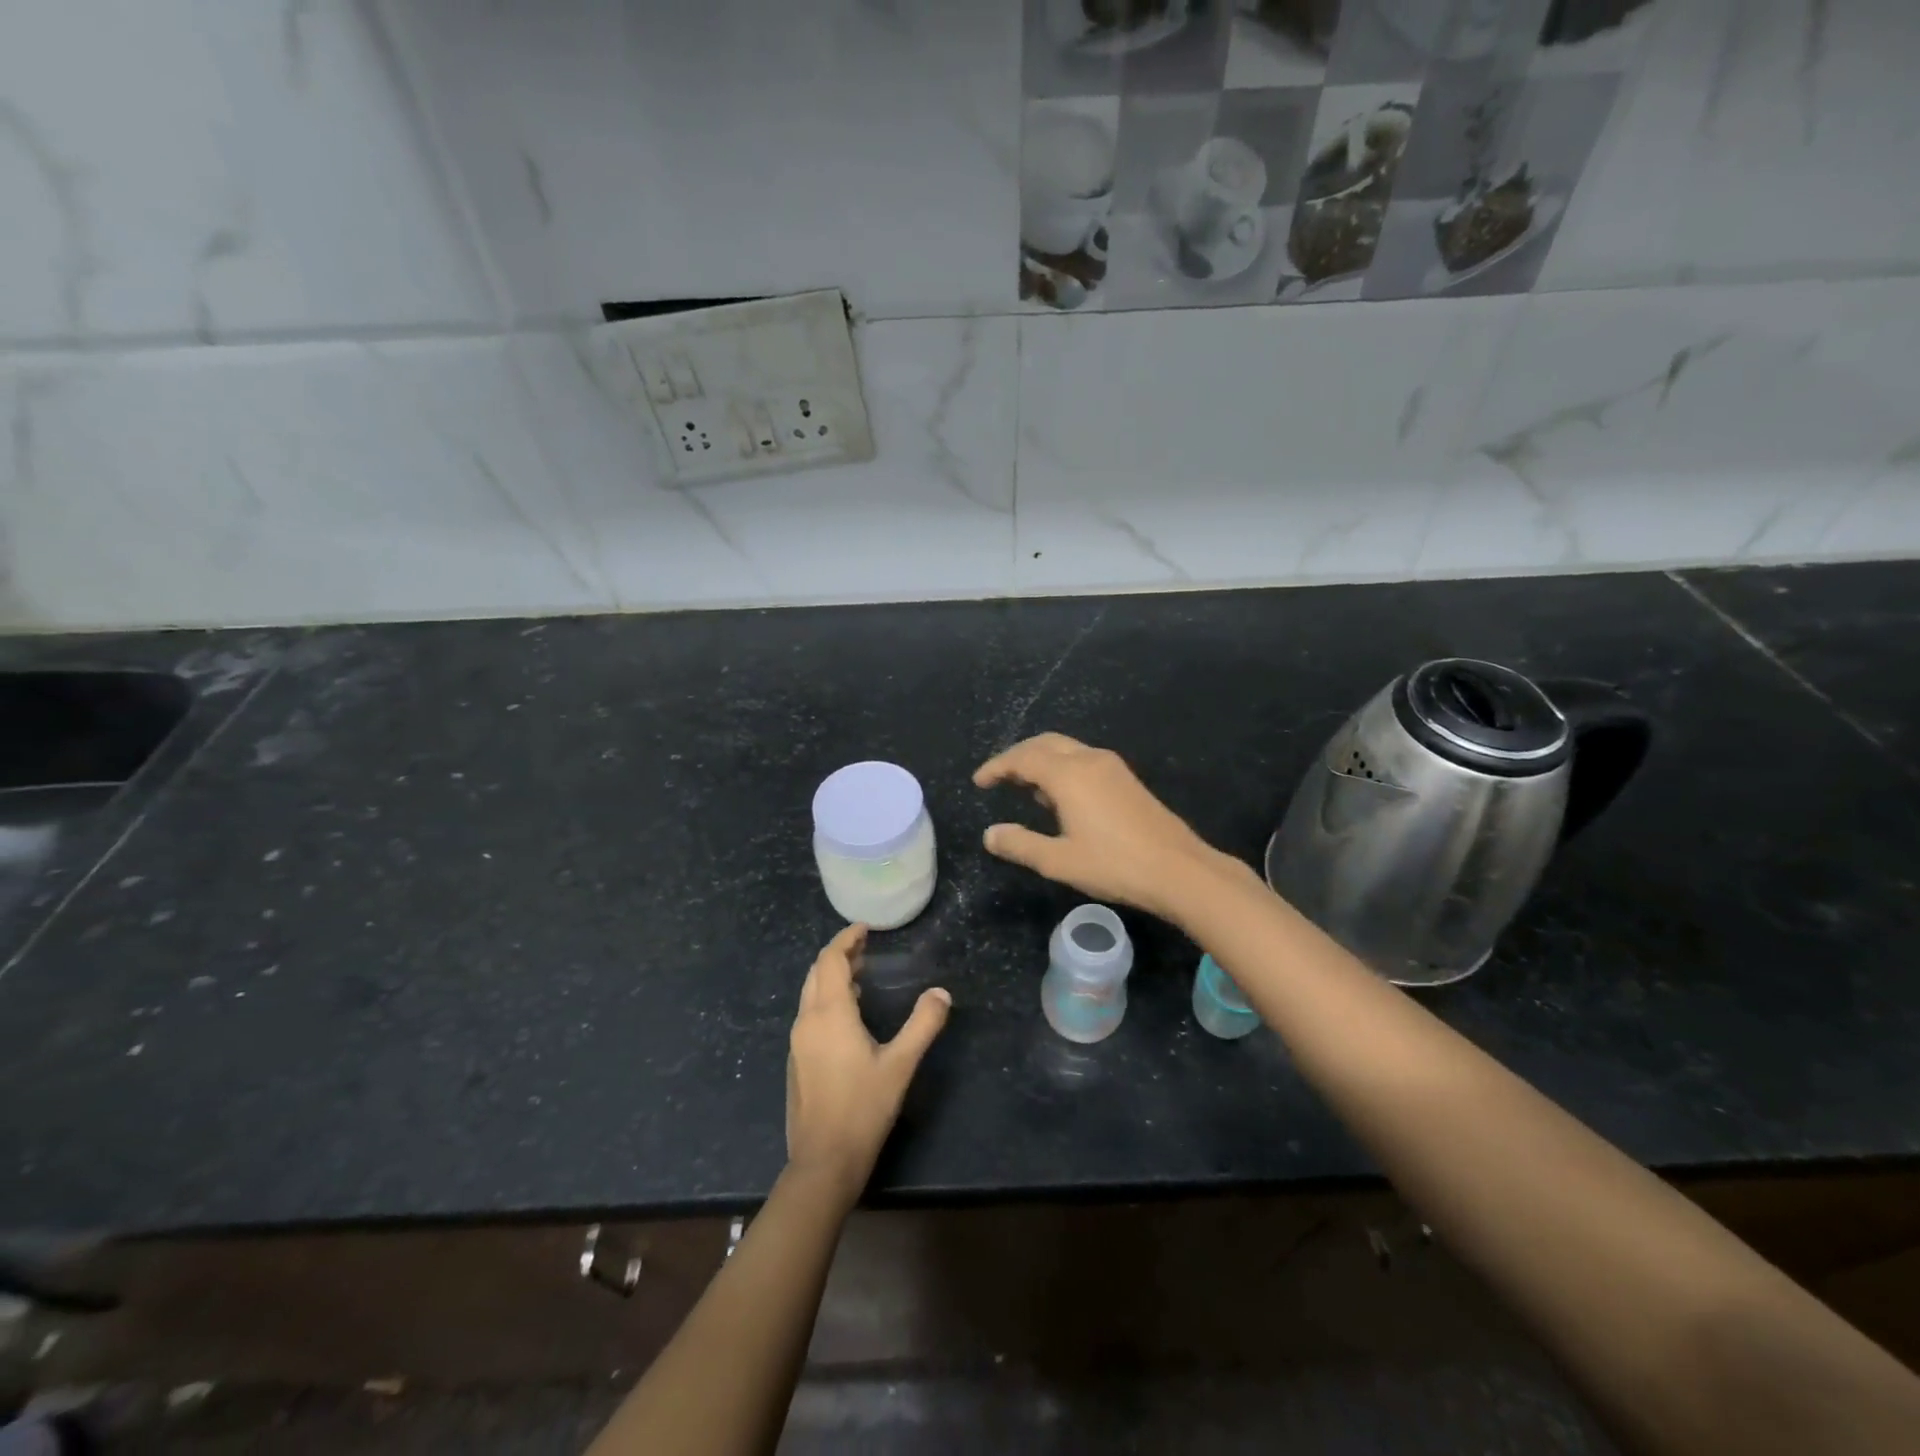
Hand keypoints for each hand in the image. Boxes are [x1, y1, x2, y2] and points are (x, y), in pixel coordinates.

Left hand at [786, 924, 950, 1197]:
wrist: (823, 1162)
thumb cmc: (863, 1108)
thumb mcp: (900, 1065)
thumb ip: (923, 1025)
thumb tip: (941, 993)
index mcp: (829, 1014)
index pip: (831, 960)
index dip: (846, 940)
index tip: (865, 928)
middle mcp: (807, 1020)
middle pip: (817, 972)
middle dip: (839, 954)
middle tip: (865, 946)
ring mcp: (798, 1042)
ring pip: (810, 993)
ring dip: (832, 977)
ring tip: (861, 974)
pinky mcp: (797, 1060)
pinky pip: (809, 1013)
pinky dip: (826, 999)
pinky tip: (848, 1015)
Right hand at [974, 733, 1235, 923]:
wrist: (1179, 870)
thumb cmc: (1114, 865)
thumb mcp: (1059, 861)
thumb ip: (1021, 845)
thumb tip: (989, 834)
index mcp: (1069, 775)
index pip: (1023, 758)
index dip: (997, 767)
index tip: (979, 782)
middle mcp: (1089, 760)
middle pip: (1045, 744)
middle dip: (1018, 756)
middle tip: (998, 777)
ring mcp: (1112, 767)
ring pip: (1066, 750)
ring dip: (1041, 761)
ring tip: (1025, 789)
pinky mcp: (1127, 779)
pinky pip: (1084, 761)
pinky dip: (1062, 769)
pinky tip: (1061, 798)